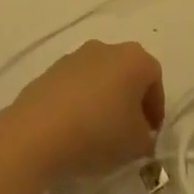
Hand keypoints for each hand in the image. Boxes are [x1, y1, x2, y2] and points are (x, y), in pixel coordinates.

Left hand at [8, 40, 164, 180]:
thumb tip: (141, 134)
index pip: (155, 79)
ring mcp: (74, 57)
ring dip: (103, 100)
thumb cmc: (98, 132)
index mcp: (134, 58)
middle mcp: (106, 48)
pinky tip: (74, 128)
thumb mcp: (137, 145)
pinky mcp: (49, 71)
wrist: (37, 133)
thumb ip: (147, 138)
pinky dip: (79, 102)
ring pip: (99, 78)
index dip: (156, 108)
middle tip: (128, 131)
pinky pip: (74, 86)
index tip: (150, 134)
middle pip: (126, 73)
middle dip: (130, 100)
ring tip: (98, 132)